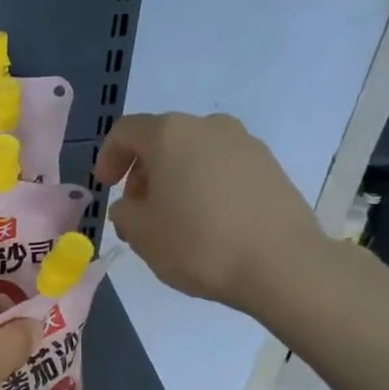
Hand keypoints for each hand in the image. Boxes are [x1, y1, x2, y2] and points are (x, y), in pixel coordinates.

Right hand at [94, 112, 330, 315]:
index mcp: (170, 134)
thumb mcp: (142, 234)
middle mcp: (209, 126)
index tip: (106, 187)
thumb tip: (132, 205)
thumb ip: (124, 213)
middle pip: (163, 140)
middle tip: (138, 208)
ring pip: (195, 154)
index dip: (108, 157)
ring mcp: (246, 144)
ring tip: (175, 219)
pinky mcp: (270, 167)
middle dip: (144, 171)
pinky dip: (206, 186)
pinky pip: (224, 169)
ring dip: (176, 179)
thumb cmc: (199, 244)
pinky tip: (209, 222)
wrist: (282, 264)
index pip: (126, 131)